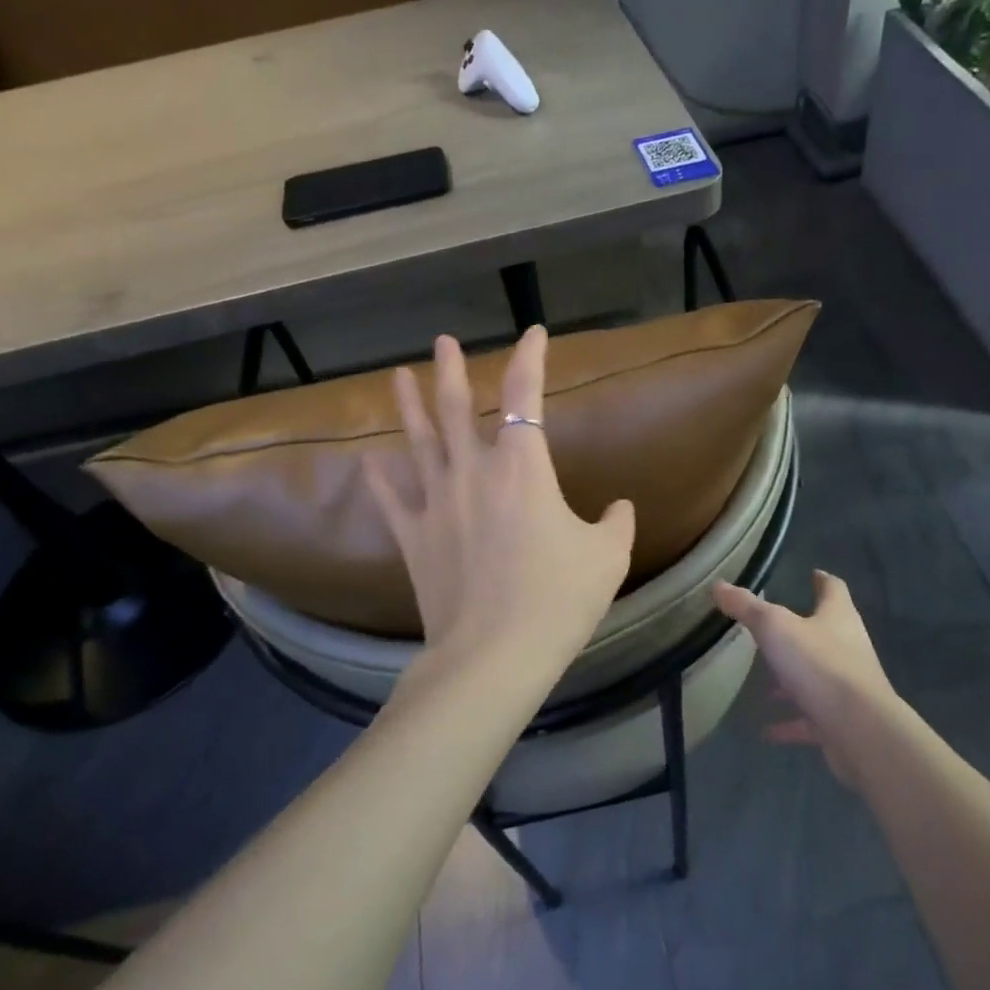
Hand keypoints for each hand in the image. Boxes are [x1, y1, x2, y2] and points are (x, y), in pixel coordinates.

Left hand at [366, 327, 635, 683]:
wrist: (495, 654)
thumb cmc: (558, 598)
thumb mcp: (607, 558)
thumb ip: (616, 523)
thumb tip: (620, 508)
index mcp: (522, 468)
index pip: (525, 396)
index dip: (530, 359)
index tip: (533, 334)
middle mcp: (473, 473)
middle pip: (457, 408)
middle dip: (451, 370)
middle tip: (442, 341)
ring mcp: (437, 504)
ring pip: (419, 443)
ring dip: (409, 407)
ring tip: (397, 377)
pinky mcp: (414, 539)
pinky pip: (393, 501)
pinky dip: (380, 480)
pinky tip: (369, 462)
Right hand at [713, 571, 897, 782]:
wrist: (860, 729)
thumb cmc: (819, 664)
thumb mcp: (774, 627)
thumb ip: (746, 607)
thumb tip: (719, 585)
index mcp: (838, 617)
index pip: (833, 589)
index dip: (822, 580)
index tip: (812, 574)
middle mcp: (848, 648)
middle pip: (825, 633)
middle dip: (798, 633)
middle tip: (770, 631)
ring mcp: (847, 687)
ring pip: (815, 677)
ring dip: (791, 680)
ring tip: (763, 684)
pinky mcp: (841, 721)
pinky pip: (810, 718)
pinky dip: (789, 722)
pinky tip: (765, 729)